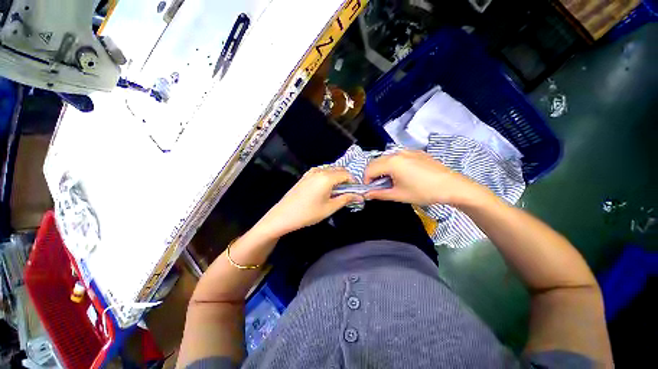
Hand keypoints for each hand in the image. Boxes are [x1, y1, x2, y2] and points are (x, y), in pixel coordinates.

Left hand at [255, 167, 359, 236]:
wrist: (284, 215)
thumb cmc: (308, 213)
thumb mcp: (330, 208)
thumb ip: (346, 199)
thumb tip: (359, 196)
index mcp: (327, 177)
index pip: (346, 174)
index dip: (354, 181)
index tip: (356, 191)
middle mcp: (320, 170)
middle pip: (339, 169)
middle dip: (346, 178)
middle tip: (348, 192)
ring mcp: (311, 172)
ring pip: (330, 169)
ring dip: (337, 177)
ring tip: (337, 191)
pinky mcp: (306, 175)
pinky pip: (322, 171)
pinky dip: (328, 177)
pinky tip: (326, 188)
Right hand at [364, 150, 486, 206]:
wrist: (452, 186)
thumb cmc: (423, 192)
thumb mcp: (398, 195)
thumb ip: (379, 194)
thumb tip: (366, 194)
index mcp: (391, 162)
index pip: (369, 169)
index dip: (366, 180)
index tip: (370, 190)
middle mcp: (397, 153)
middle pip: (376, 161)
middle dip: (372, 174)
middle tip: (378, 186)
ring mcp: (407, 151)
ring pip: (386, 158)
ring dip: (382, 169)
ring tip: (389, 180)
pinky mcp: (415, 152)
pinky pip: (397, 156)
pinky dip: (392, 164)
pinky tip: (401, 174)